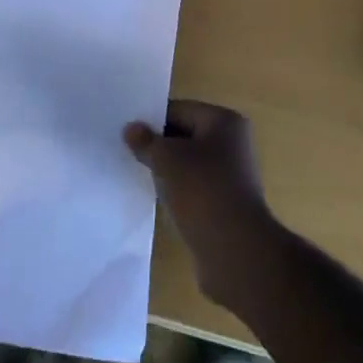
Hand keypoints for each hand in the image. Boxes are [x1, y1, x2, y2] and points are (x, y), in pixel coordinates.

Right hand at [124, 100, 278, 310]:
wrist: (236, 253)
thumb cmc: (202, 191)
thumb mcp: (166, 159)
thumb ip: (146, 141)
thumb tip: (130, 128)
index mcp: (224, 122)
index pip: (179, 110)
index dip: (152, 120)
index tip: (127, 133)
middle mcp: (232, 144)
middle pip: (184, 136)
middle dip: (158, 146)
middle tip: (127, 153)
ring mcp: (231, 177)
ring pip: (188, 165)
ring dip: (166, 172)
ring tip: (138, 176)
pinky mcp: (225, 205)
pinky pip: (194, 190)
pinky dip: (177, 193)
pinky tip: (157, 200)